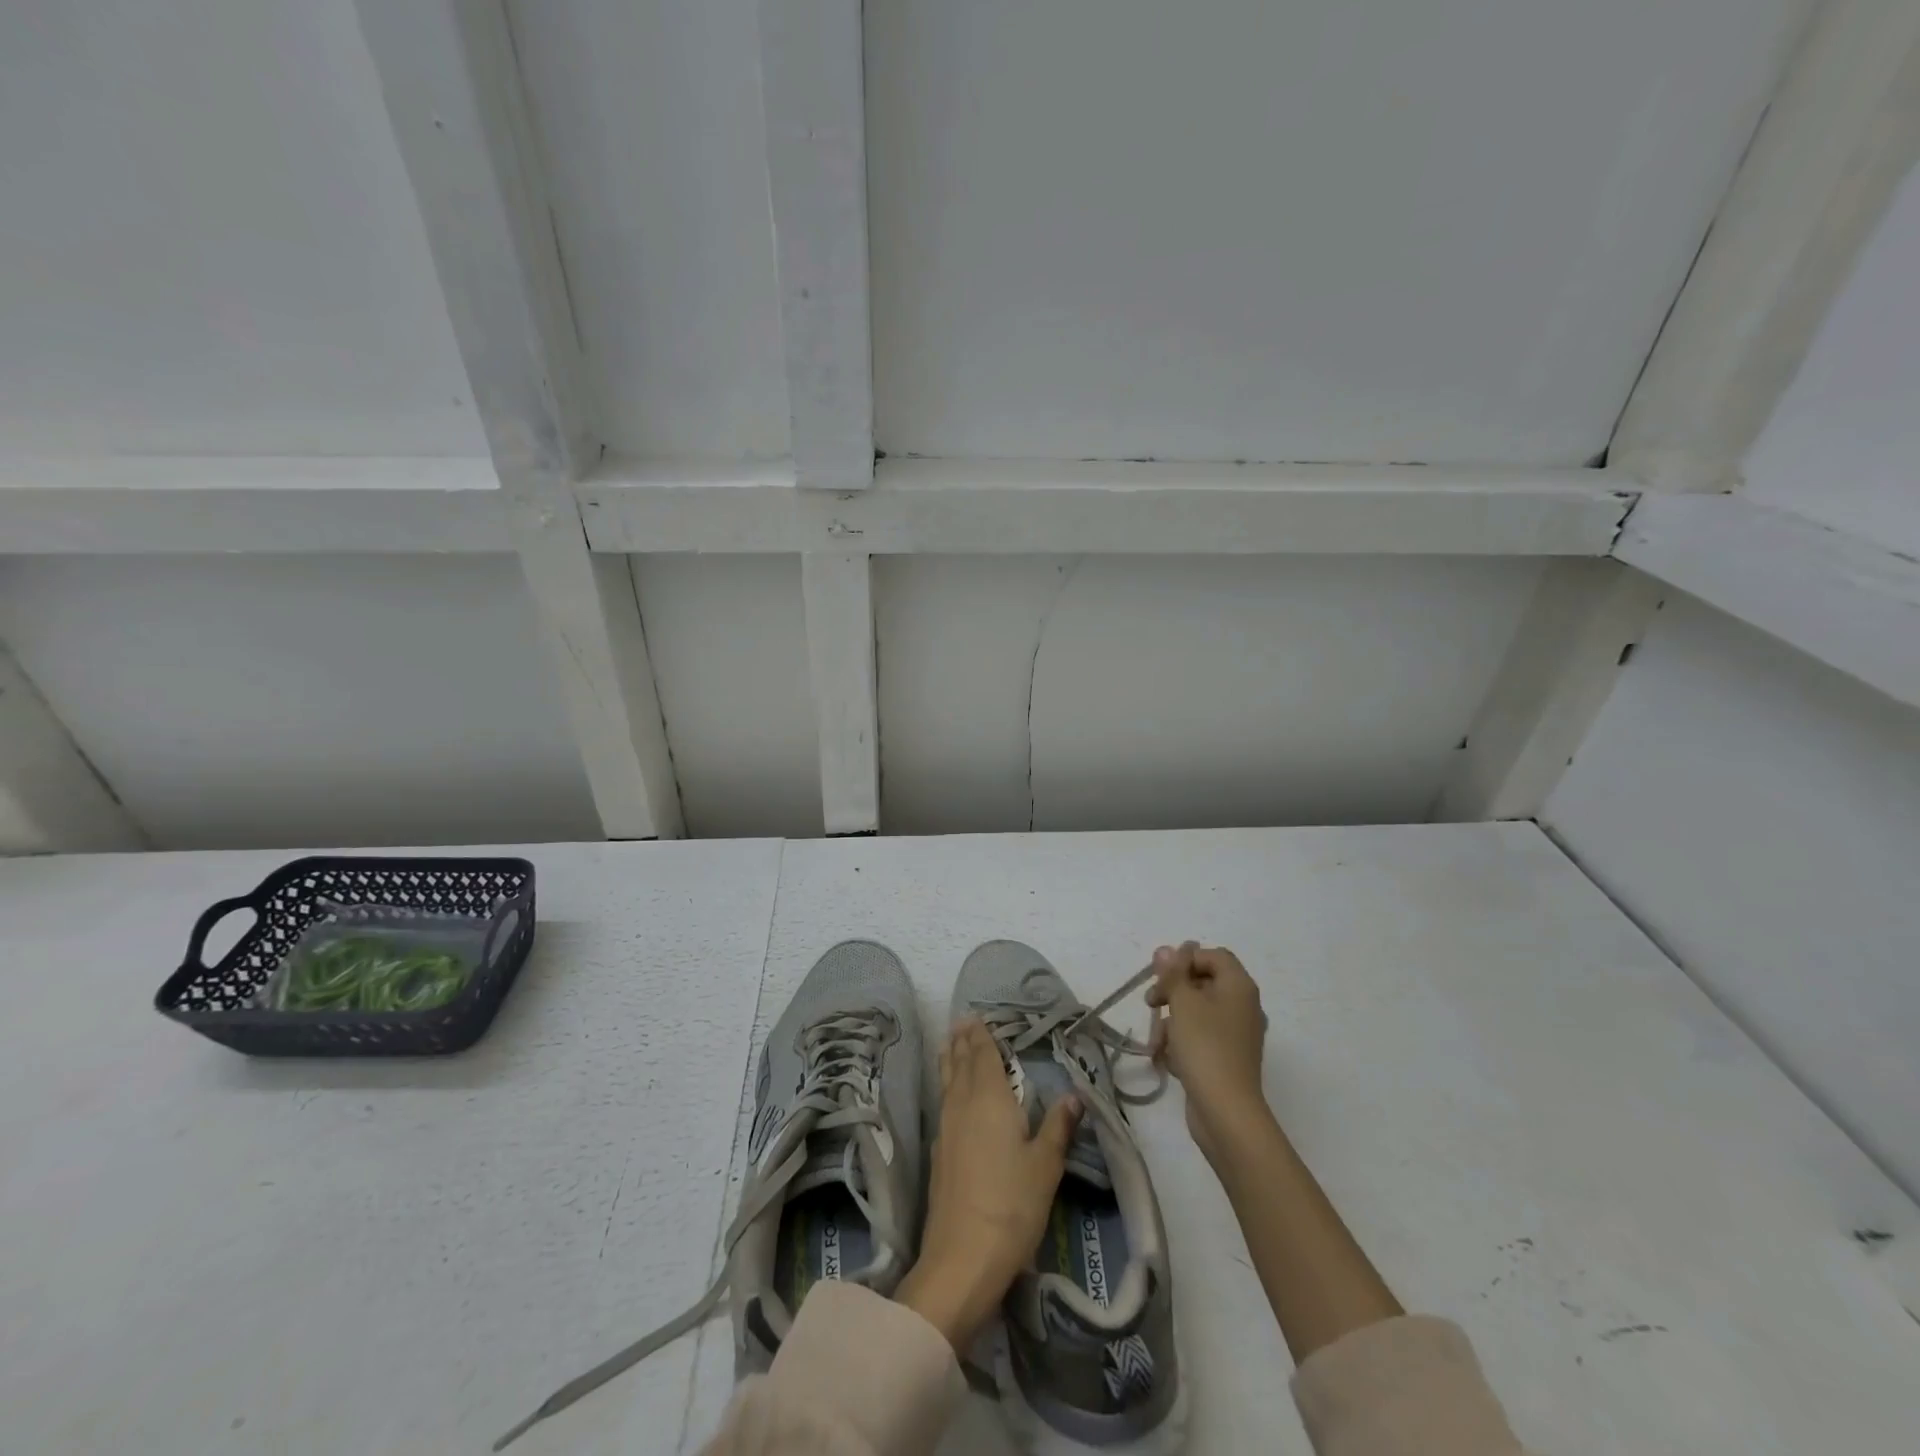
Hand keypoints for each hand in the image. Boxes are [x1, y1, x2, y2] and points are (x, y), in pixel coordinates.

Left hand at [896, 1019, 1080, 1351]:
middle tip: (961, 1022)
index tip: (976, 1016)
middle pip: (960, 1064)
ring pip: (947, 1082)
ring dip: (950, 1060)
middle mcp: (963, 1105)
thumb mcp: (1045, 1166)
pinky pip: (943, 1102)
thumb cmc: (1012, 1205)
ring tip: (949, 1045)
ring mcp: (947, 1128)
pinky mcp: (939, 1153)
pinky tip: (951, 1096)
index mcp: (990, 1099)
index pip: (984, 1056)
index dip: (981, 1035)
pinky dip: (947, 1086)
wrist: (962, 1256)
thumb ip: (1058, 1126)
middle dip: (962, 1041)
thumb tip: (1074, 1093)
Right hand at [1146, 942, 1271, 1161]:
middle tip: (1150, 1003)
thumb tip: (1166, 949)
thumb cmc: (1205, 1047)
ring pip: (1196, 1013)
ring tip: (1155, 1042)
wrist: (1226, 1111)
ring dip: (1171, 1022)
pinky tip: (1166, 1059)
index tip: (1162, 977)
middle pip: (1202, 983)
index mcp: (1239, 987)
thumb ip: (1172, 973)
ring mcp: (1236, 1035)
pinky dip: (1181, 1044)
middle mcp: (1242, 1006)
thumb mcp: (1183, 1002)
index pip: (1212, 956)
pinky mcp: (1226, 1058)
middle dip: (1172, 992)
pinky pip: (1200, 1038)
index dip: (1185, 960)